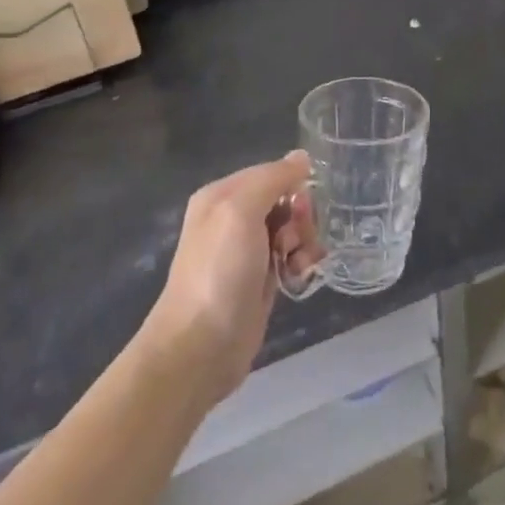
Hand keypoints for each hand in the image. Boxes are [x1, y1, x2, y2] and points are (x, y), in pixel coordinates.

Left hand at [142, 152, 321, 407]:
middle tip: (293, 241)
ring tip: (298, 264)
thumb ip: (272, 179)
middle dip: (300, 217)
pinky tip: (299, 276)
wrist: (201, 347)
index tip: (299, 207)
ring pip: (293, 229)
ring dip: (304, 242)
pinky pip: (292, 256)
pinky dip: (301, 262)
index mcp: (222, 195)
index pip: (271, 173)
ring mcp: (247, 250)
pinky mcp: (261, 279)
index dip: (292, 186)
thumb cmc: (219, 271)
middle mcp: (233, 218)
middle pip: (286, 200)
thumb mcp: (240, 211)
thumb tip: (302, 157)